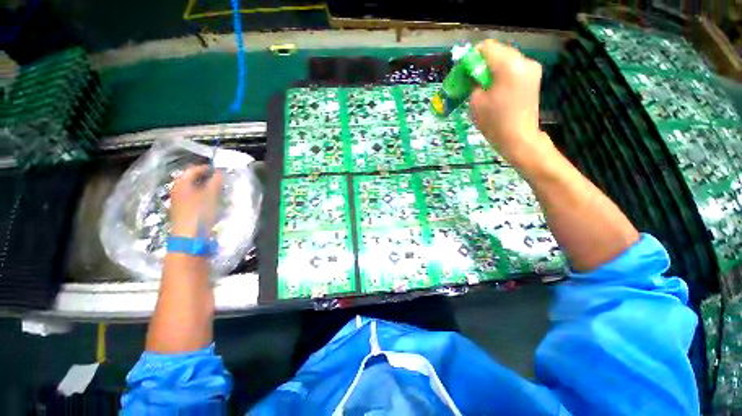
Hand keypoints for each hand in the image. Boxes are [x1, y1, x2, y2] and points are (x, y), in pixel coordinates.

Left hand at [170, 165, 222, 237]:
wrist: (189, 237)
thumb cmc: (199, 213)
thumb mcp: (211, 195)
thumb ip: (215, 182)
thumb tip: (219, 172)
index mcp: (181, 184)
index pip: (192, 170)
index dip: (205, 168)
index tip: (218, 169)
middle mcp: (177, 191)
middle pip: (191, 180)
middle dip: (205, 178)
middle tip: (220, 179)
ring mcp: (179, 203)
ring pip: (193, 190)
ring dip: (205, 188)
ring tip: (218, 190)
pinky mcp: (183, 212)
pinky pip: (193, 199)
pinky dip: (203, 196)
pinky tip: (212, 201)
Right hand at [470, 40, 550, 164]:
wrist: (518, 138)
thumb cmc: (494, 121)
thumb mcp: (476, 101)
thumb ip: (474, 81)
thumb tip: (473, 73)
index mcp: (508, 65)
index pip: (487, 47)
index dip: (472, 57)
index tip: (464, 71)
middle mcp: (524, 60)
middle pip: (498, 51)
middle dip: (483, 62)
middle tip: (472, 79)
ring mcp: (532, 68)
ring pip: (507, 59)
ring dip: (493, 68)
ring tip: (484, 86)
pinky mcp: (534, 77)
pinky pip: (514, 68)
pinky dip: (503, 73)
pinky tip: (496, 88)